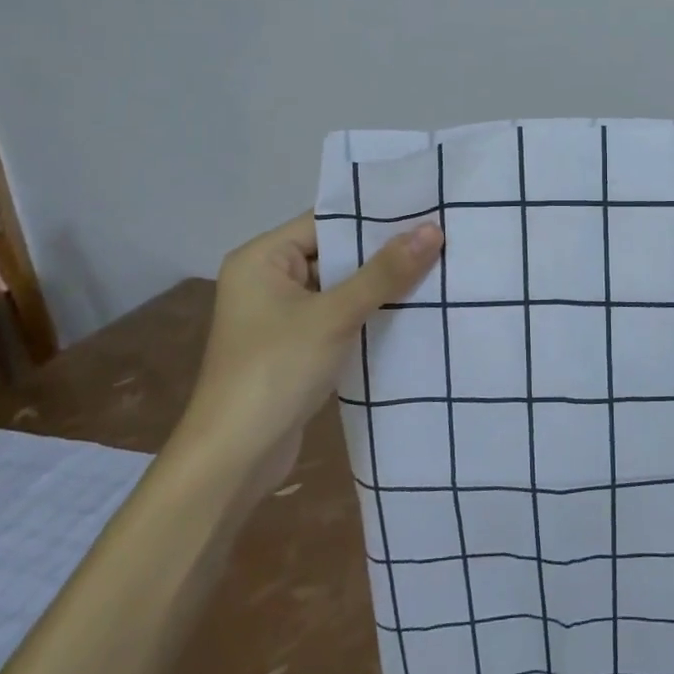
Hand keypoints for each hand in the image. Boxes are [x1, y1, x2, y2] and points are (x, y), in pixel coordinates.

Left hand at [178, 214, 443, 466]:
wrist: (232, 461)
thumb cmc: (275, 372)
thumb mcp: (333, 316)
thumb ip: (384, 273)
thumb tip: (433, 229)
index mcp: (261, 258)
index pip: (326, 221)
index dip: (375, 217)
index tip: (425, 211)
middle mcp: (267, 279)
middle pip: (335, 253)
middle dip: (383, 252)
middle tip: (441, 239)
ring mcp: (280, 315)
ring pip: (340, 287)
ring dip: (380, 286)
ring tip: (437, 269)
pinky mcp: (294, 346)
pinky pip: (337, 316)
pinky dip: (368, 313)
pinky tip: (411, 310)